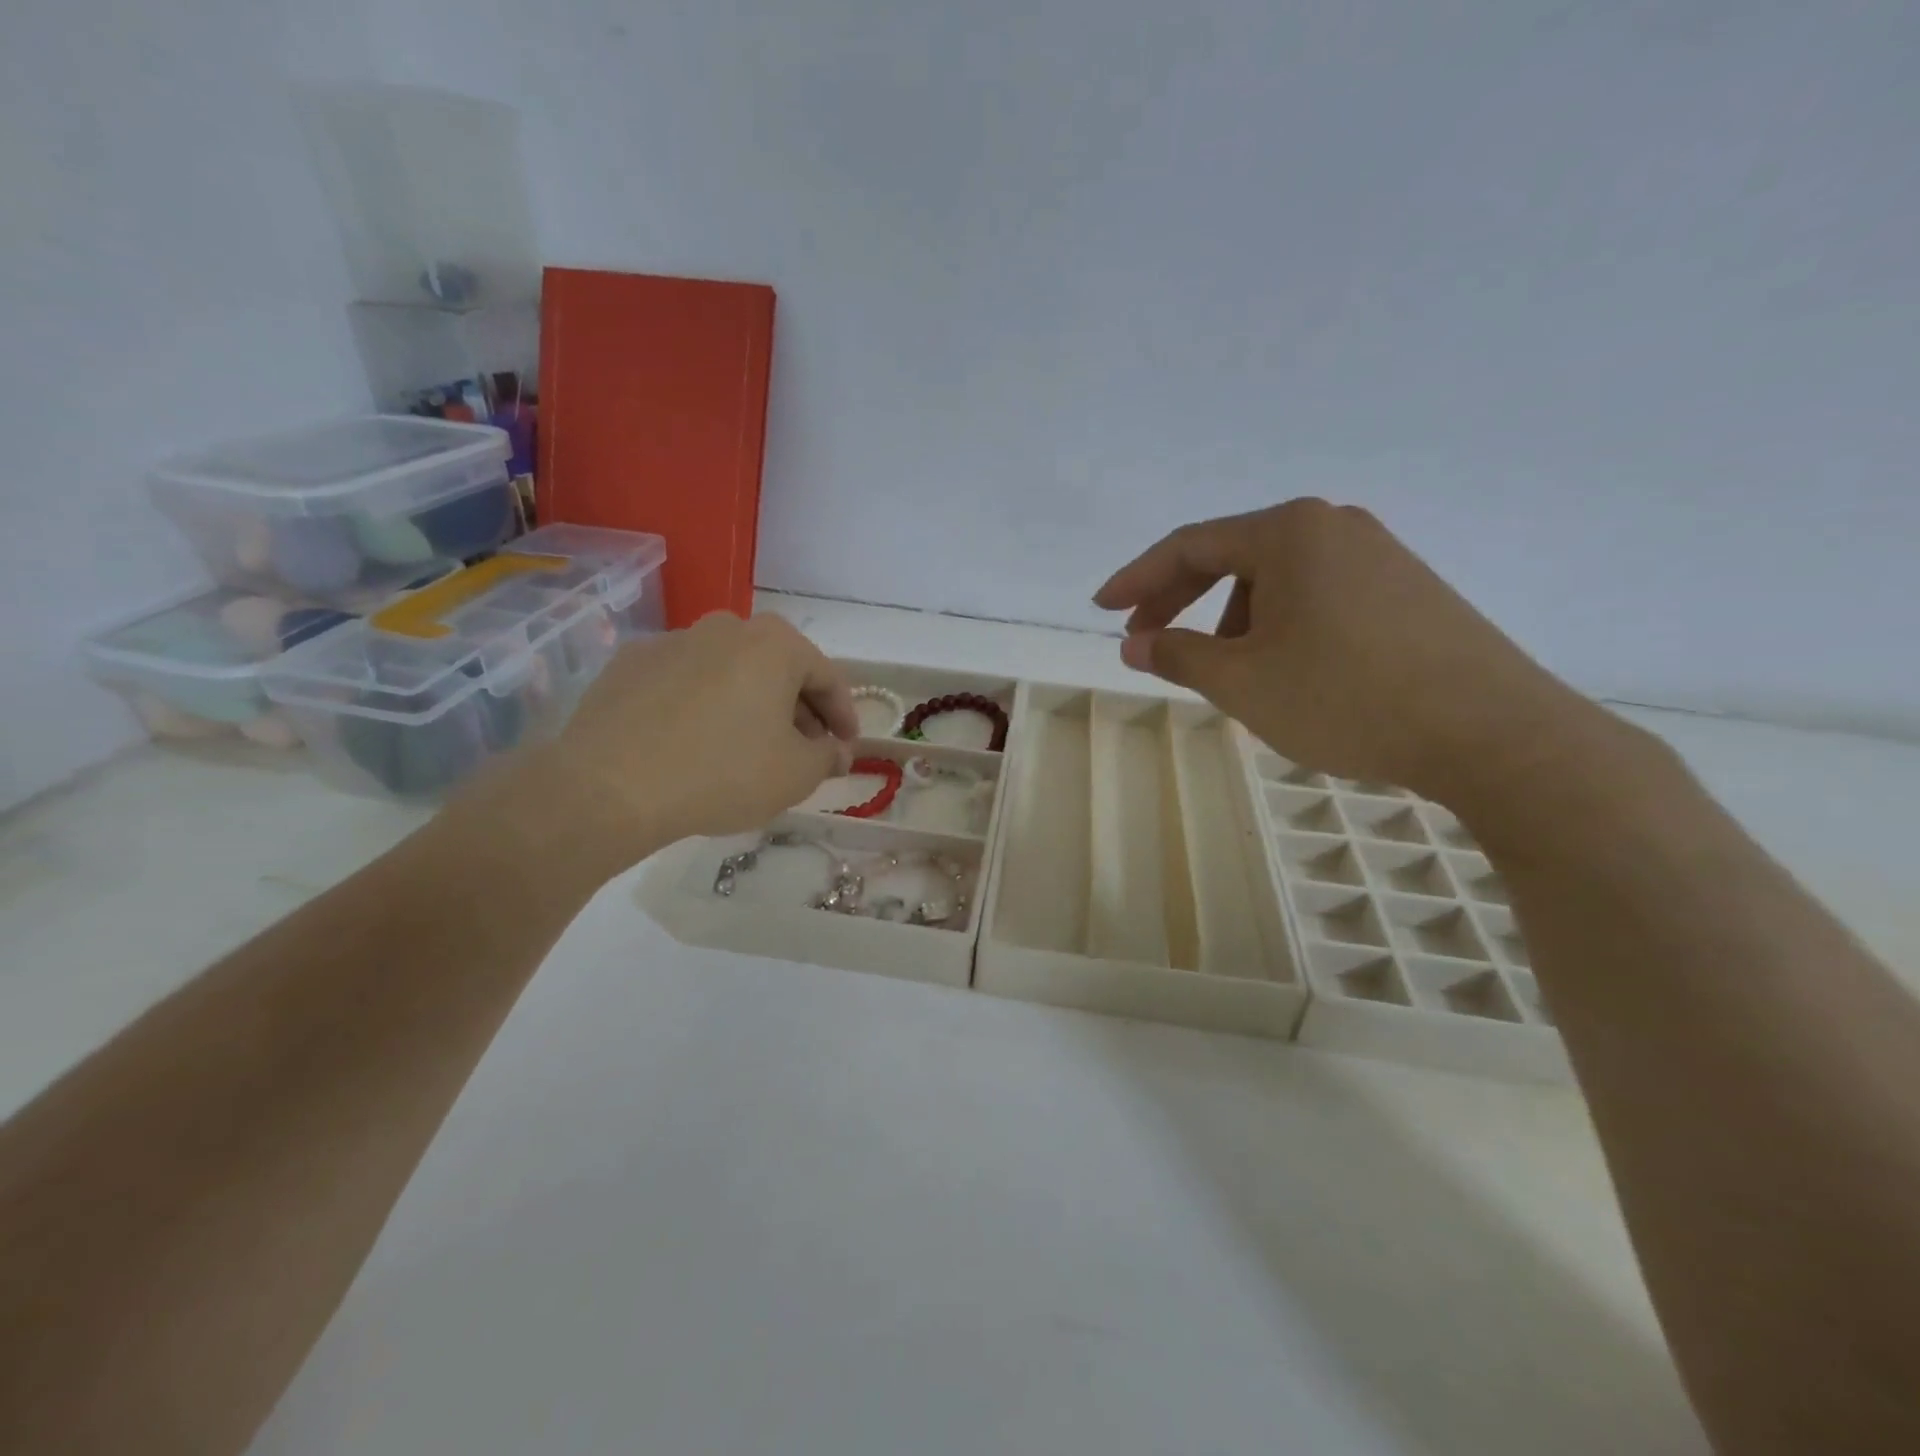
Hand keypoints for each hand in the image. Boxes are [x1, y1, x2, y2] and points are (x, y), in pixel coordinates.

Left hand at [515, 612, 857, 866]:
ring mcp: (673, 640)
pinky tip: (695, 743)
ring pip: (731, 672)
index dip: (844, 716)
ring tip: (748, 748)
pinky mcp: (630, 663)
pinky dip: (702, 705)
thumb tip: (836, 751)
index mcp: (776, 643)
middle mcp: (726, 626)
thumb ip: (828, 757)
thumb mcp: (795, 775)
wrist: (609, 786)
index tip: (846, 747)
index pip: (828, 678)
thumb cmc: (722, 773)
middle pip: (778, 669)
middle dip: (798, 710)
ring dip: (750, 705)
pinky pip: (685, 682)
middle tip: (803, 750)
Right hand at [1094, 499, 1600, 803]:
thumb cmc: (1346, 697)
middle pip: (1232, 555)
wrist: (1491, 731)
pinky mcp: (1406, 589)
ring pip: (1275, 579)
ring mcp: (1377, 554)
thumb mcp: (1242, 681)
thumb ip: (1177, 654)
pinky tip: (1280, 665)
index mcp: (1288, 533)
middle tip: (1145, 638)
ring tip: (1222, 669)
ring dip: (1230, 616)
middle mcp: (1333, 526)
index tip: (1101, 609)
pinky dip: (1276, 623)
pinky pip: (1316, 594)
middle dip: (1179, 597)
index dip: (1137, 579)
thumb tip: (1134, 643)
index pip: (1189, 545)